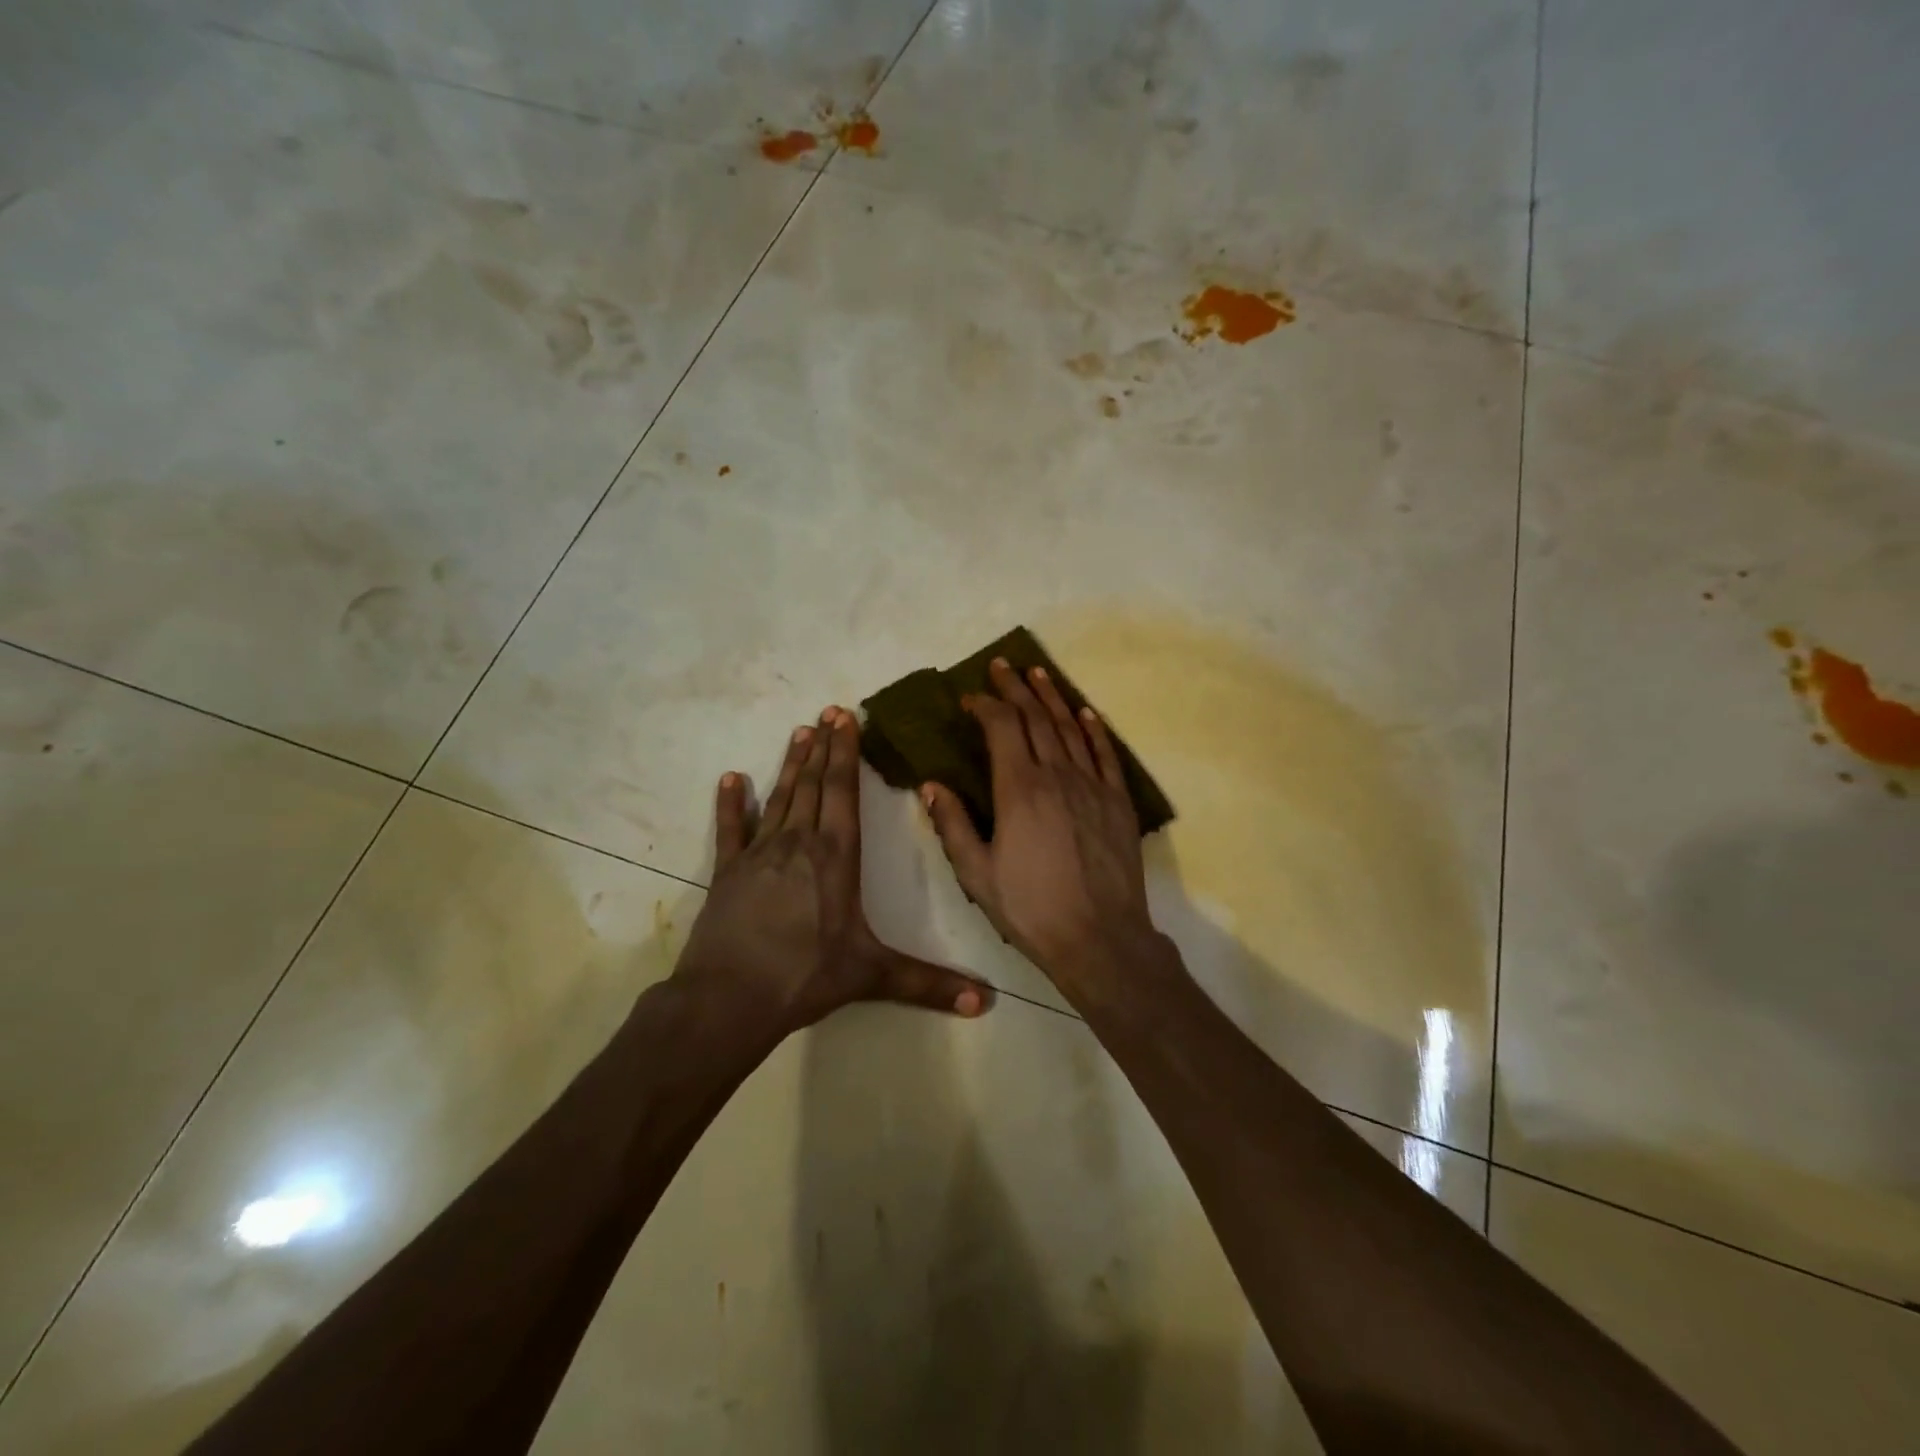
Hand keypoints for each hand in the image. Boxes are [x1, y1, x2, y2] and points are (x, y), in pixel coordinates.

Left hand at [675, 706, 992, 1033]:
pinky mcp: (727, 872)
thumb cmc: (806, 977)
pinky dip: (732, 804)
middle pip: (813, 784)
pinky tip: (732, 780)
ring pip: (779, 798)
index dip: (845, 753)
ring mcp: (758, 854)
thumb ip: (930, 984)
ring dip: (790, 764)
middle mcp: (799, 843)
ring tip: (799, 732)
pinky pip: (731, 829)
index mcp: (836, 856)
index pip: (842, 792)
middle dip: (822, 747)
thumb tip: (986, 1002)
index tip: (845, 718)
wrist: (729, 999)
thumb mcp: (873, 975)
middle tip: (827, 712)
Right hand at [922, 660, 1159, 987]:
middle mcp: (1057, 775)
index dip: (984, 706)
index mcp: (1019, 790)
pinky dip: (1094, 729)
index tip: (968, 699)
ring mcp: (1093, 786)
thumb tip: (931, 785)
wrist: (1100, 939)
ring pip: (1070, 728)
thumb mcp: (977, 875)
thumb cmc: (1031, 909)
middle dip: (1015, 688)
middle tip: (1002, 666)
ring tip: (1038, 674)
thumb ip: (952, 826)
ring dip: (1052, 698)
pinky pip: (1106, 754)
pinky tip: (1085, 713)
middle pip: (1035, 718)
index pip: (1001, 728)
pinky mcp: (1118, 802)